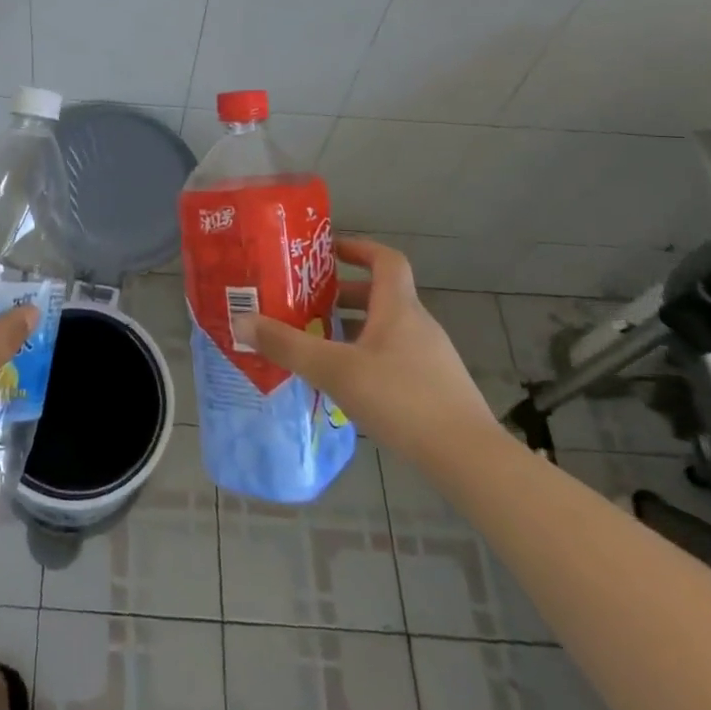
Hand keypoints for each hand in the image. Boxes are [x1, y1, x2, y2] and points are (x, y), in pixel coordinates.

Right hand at [233, 237, 501, 465]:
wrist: (469, 460)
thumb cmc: (401, 399)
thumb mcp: (334, 370)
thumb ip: (287, 346)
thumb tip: (241, 320)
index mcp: (398, 308)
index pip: (385, 259)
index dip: (357, 249)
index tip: (327, 252)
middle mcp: (418, 325)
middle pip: (379, 295)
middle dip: (340, 296)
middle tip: (305, 305)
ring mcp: (431, 359)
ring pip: (385, 330)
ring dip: (351, 330)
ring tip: (316, 345)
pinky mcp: (436, 390)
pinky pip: (394, 359)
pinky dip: (367, 359)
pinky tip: (346, 386)